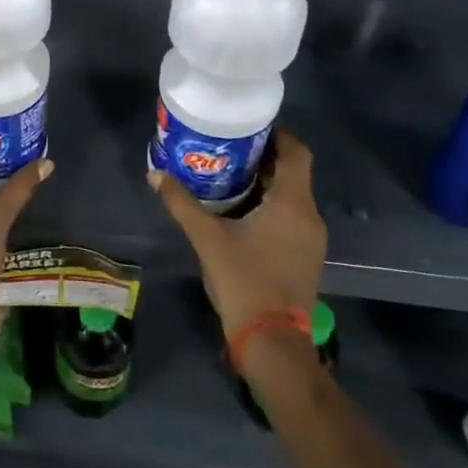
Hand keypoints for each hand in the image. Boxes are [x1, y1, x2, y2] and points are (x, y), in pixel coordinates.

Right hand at [150, 130, 324, 336]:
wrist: (272, 340)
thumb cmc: (243, 281)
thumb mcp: (206, 238)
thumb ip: (181, 203)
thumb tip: (156, 174)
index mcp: (291, 204)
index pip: (297, 153)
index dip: (278, 135)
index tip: (250, 126)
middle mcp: (309, 216)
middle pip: (294, 172)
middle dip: (265, 156)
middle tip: (230, 147)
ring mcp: (311, 238)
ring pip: (294, 195)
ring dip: (268, 181)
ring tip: (231, 173)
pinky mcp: (306, 255)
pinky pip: (293, 215)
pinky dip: (272, 203)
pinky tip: (243, 210)